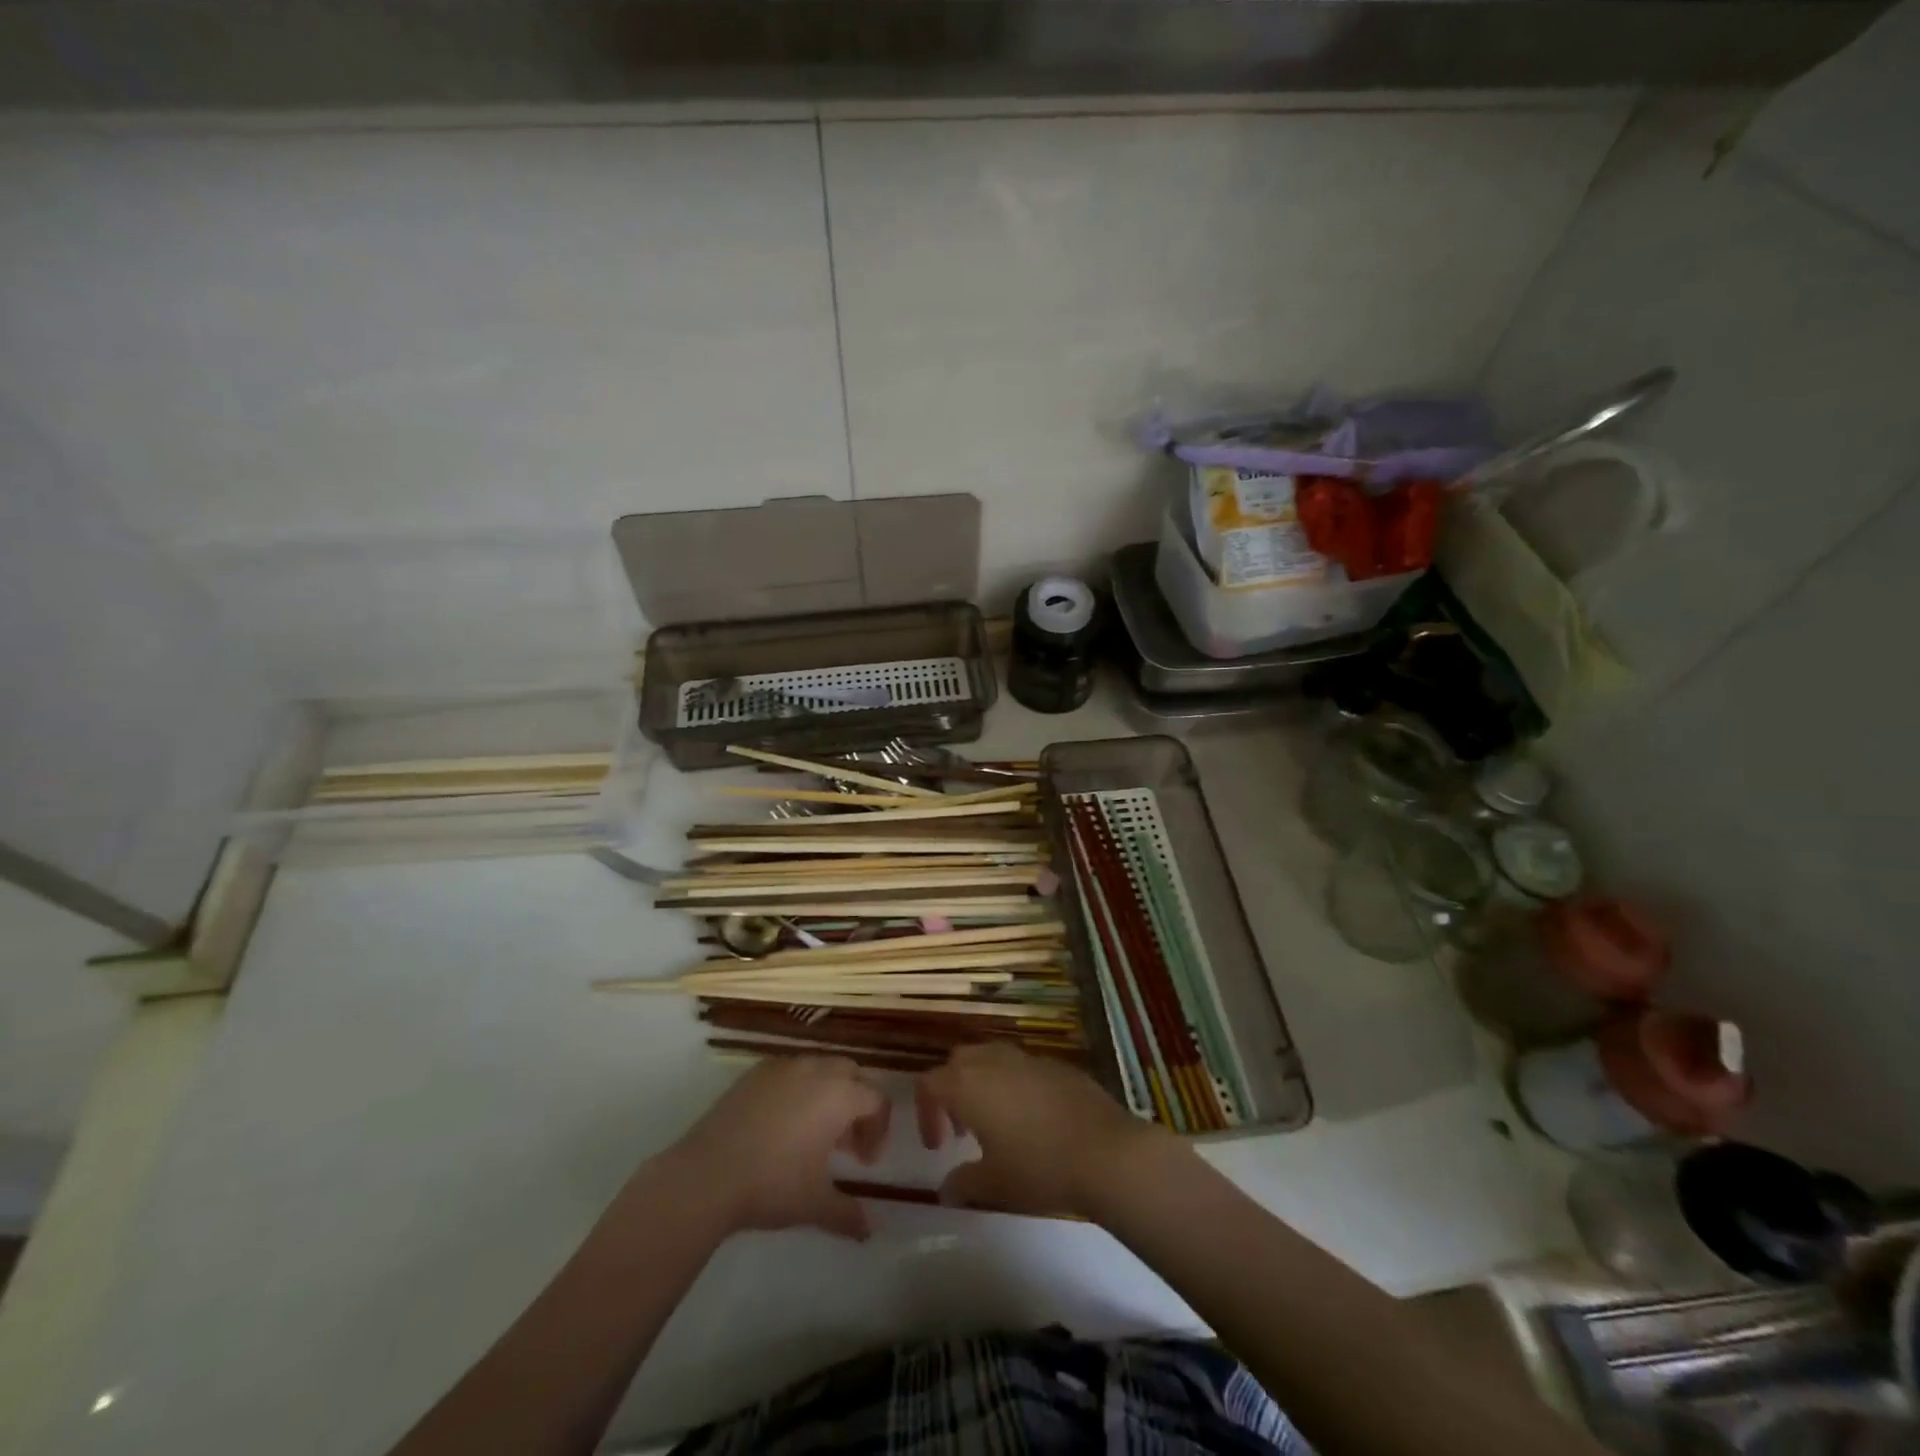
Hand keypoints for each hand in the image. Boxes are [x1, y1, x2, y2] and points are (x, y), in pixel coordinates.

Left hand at [667, 1056, 889, 1240]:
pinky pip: (790, 1071)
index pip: (876, 1100)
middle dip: (856, 1104)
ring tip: (813, 1134)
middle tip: (846, 1143)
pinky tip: (780, 1124)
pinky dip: (797, 1089)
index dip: (879, 1130)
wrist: (706, 1174)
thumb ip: (847, 1214)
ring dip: (828, 1094)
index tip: (865, 1163)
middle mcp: (816, 1070)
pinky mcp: (755, 1072)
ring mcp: (784, 1066)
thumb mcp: (815, 1204)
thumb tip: (867, 1231)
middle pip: (852, 1074)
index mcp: (840, 1095)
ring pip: (820, 1068)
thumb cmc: (772, 1184)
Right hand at [915, 1042, 1177, 1218]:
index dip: (926, 1112)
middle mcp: (994, 1061)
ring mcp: (1028, 1058)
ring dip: (984, 1084)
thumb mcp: (994, 1185)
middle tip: (962, 1130)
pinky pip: (1024, 1066)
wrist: (1106, 1152)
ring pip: (992, 1057)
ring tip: (996, 1123)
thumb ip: (963, 1183)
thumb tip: (946, 1189)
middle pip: (959, 1062)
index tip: (937, 1146)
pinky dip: (1016, 1085)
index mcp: (969, 1085)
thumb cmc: (1039, 1168)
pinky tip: (1033, 1120)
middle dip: (953, 1090)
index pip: (930, 1083)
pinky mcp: (1057, 1064)